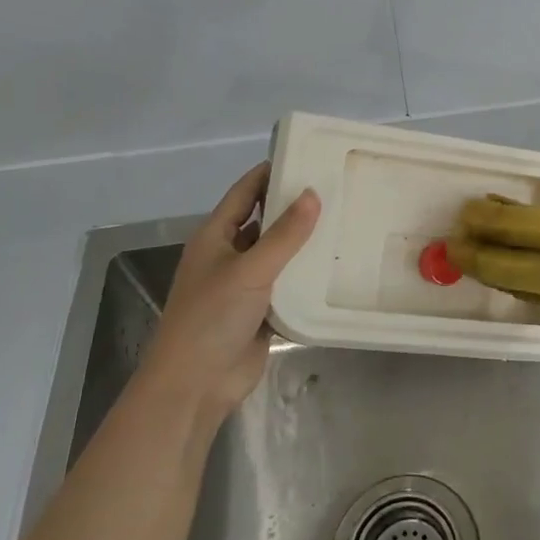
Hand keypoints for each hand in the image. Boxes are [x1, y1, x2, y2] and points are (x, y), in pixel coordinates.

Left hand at [141, 162, 319, 423]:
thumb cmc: (212, 317)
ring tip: (344, 220)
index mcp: (215, 237)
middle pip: (263, 221)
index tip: (304, 155)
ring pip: (278, 253)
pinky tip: (335, 264)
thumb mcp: (250, 270)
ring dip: (303, 241)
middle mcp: (228, 255)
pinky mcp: (261, 311)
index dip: (269, 173)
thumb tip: (313, 194)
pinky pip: (287, 283)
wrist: (196, 385)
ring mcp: (244, 285)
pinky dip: (306, 274)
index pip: (245, 193)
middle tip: (335, 187)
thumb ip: (284, 234)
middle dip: (293, 206)